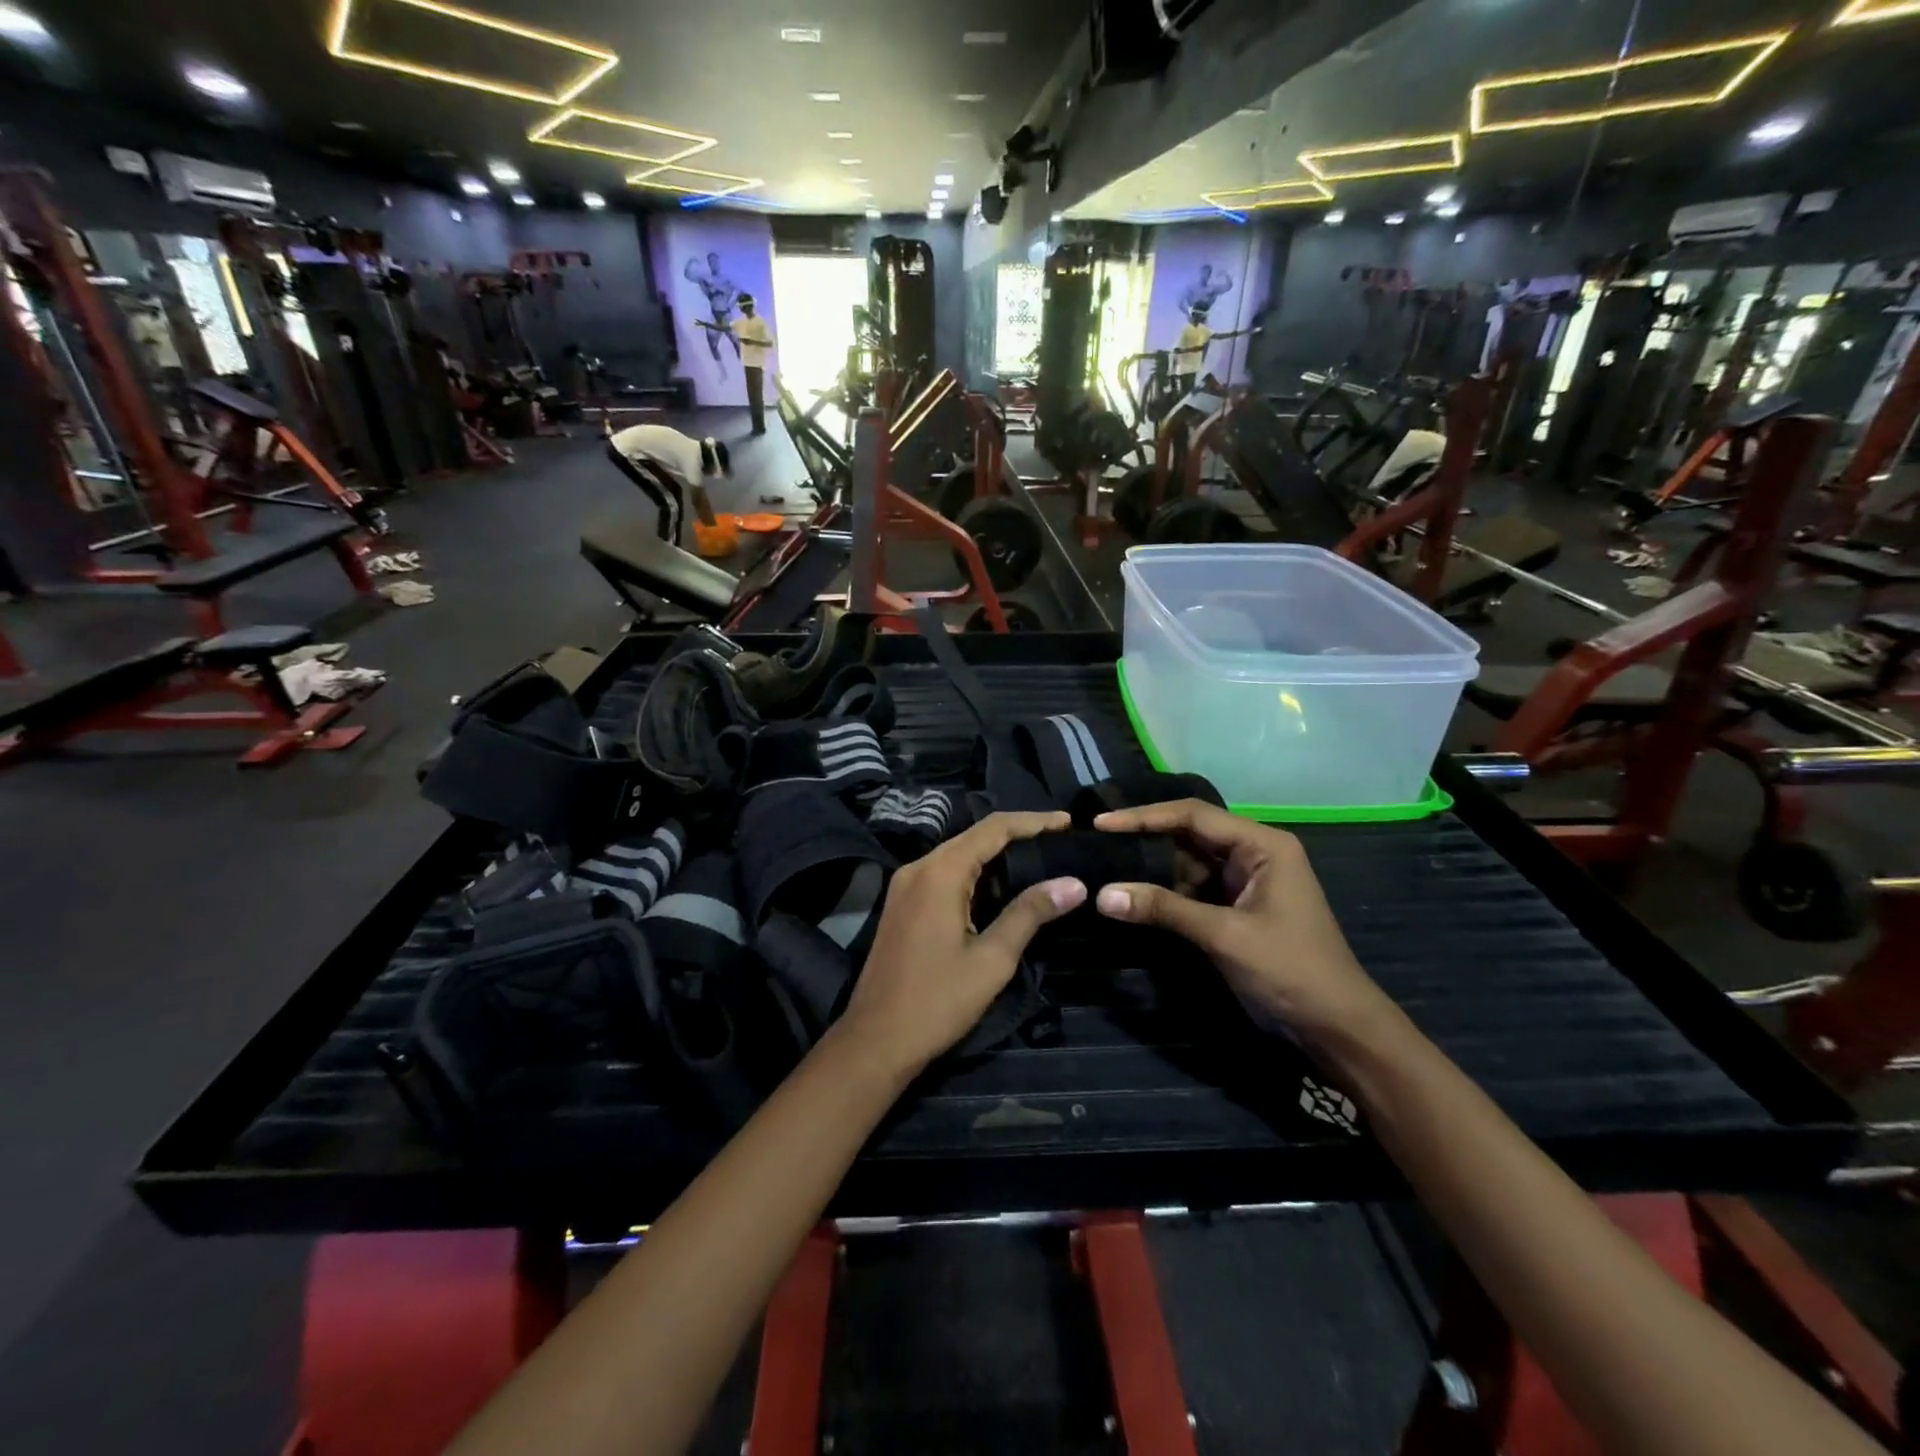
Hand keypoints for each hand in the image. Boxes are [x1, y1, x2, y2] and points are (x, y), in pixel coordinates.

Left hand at [842, 812, 1085, 1074]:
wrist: (875, 1040)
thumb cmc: (937, 1001)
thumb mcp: (992, 959)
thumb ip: (1031, 913)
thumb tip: (1074, 883)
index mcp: (940, 872)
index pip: (993, 829)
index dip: (1033, 821)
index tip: (1068, 823)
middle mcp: (918, 867)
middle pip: (974, 836)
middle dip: (1017, 835)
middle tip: (1059, 842)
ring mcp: (905, 885)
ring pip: (958, 854)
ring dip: (996, 854)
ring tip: (1039, 860)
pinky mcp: (901, 903)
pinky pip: (943, 873)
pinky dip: (975, 873)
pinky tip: (1000, 888)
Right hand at [1092, 800, 1395, 1042]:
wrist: (1337, 1029)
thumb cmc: (1291, 971)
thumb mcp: (1224, 936)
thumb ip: (1164, 909)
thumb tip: (1102, 894)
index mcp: (1262, 845)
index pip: (1192, 815)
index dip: (1144, 817)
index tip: (1101, 823)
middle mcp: (1253, 854)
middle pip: (1188, 834)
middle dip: (1145, 840)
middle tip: (1097, 844)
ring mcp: (1244, 881)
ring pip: (1187, 863)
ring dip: (1152, 869)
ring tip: (1107, 867)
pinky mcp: (1236, 908)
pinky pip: (1193, 889)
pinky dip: (1165, 893)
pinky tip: (1134, 896)